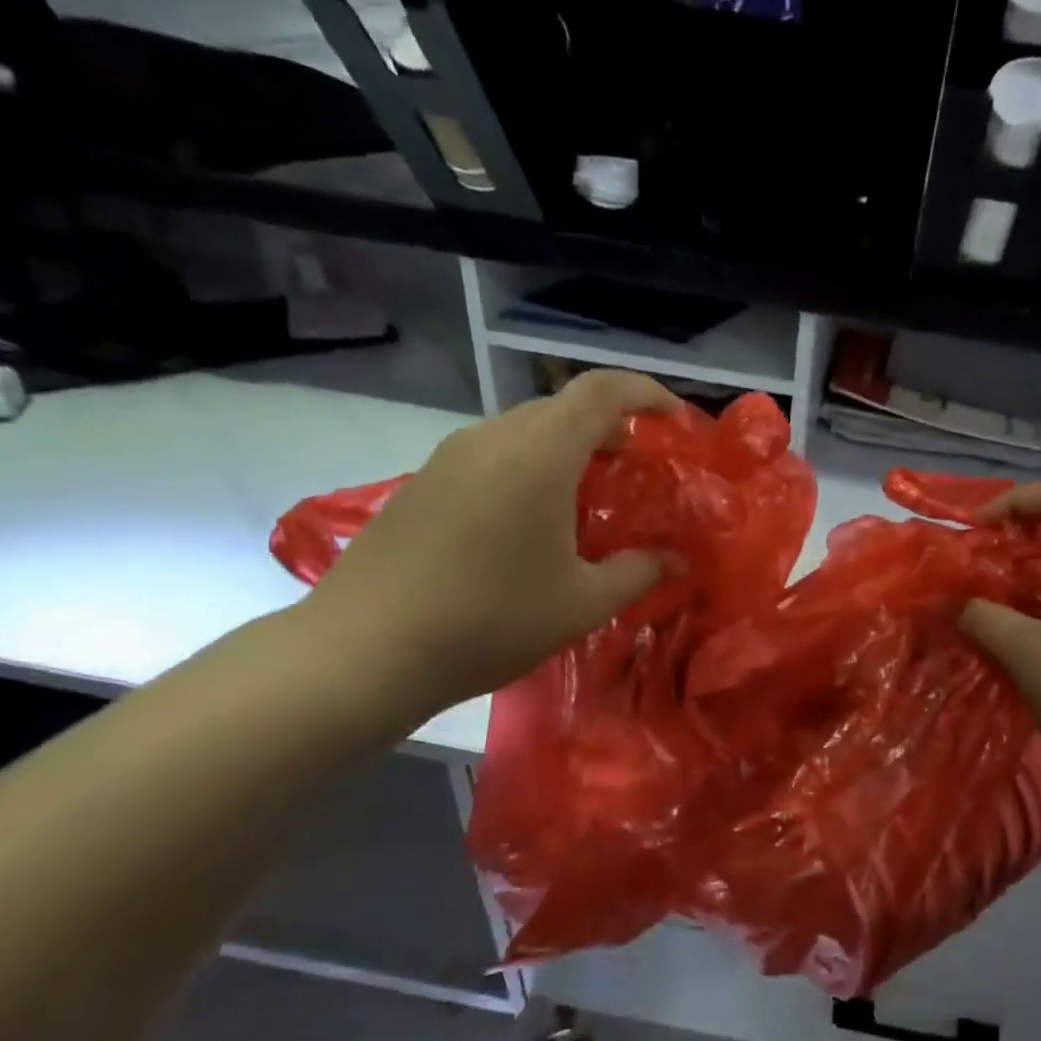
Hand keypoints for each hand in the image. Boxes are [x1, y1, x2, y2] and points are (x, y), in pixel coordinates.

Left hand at [302, 370, 679, 718]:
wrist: (364, 649)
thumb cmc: (491, 620)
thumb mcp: (583, 604)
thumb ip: (638, 572)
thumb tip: (675, 560)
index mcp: (539, 454)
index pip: (602, 391)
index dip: (646, 392)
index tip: (676, 420)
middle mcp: (493, 438)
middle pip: (563, 407)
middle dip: (610, 428)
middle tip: (638, 470)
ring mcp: (450, 457)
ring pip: (525, 431)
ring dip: (567, 450)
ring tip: (590, 498)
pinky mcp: (423, 482)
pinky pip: (492, 455)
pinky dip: (529, 469)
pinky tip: (533, 522)